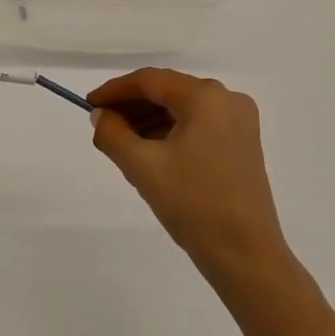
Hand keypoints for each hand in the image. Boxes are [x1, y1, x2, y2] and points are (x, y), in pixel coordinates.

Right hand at [87, 68, 289, 278]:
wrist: (246, 254)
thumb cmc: (193, 204)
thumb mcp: (142, 167)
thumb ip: (113, 134)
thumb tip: (101, 116)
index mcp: (205, 97)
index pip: (150, 80)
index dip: (114, 90)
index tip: (88, 104)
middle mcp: (227, 99)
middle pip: (168, 91)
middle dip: (132, 106)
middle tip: (102, 124)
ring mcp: (239, 122)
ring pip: (183, 109)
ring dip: (150, 120)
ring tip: (121, 142)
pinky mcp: (243, 144)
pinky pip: (198, 125)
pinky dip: (171, 132)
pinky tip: (150, 152)